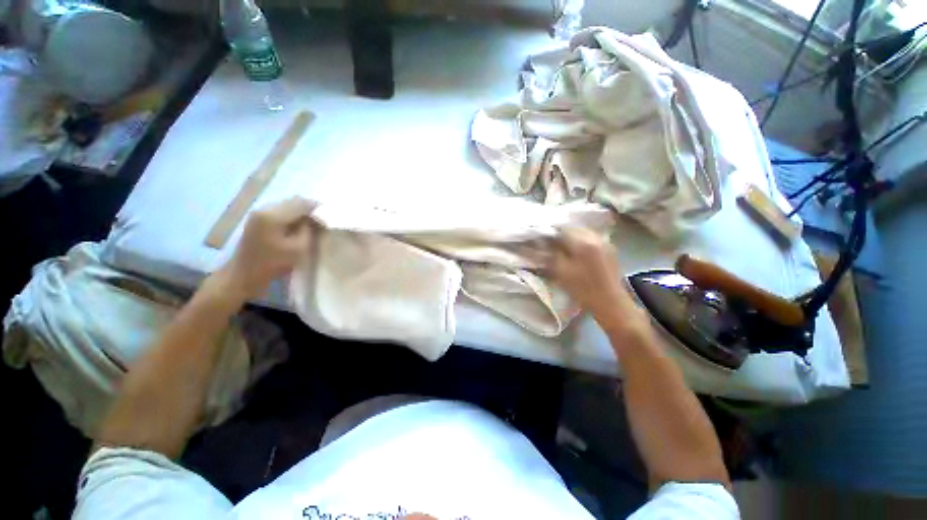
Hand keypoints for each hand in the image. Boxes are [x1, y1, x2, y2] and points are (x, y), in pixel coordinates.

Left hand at [220, 197, 315, 300]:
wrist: (243, 275)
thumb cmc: (273, 264)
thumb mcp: (299, 248)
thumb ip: (310, 230)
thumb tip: (317, 219)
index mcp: (273, 215)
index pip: (302, 203)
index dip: (319, 209)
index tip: (331, 218)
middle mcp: (265, 208)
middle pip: (294, 201)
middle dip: (311, 209)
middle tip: (324, 221)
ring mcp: (259, 213)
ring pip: (287, 205)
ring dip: (302, 212)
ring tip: (314, 224)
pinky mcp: (257, 219)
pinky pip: (281, 211)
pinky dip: (293, 216)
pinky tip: (299, 226)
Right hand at [547, 228, 644, 331]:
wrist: (610, 303)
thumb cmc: (582, 289)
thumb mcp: (561, 271)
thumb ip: (552, 253)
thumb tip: (546, 243)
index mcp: (583, 242)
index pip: (562, 228)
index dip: (551, 233)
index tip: (544, 240)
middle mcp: (596, 237)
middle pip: (574, 228)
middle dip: (562, 234)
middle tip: (552, 244)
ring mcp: (605, 242)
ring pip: (584, 232)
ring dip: (573, 237)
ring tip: (564, 247)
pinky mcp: (610, 249)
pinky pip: (592, 238)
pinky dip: (582, 241)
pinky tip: (578, 251)